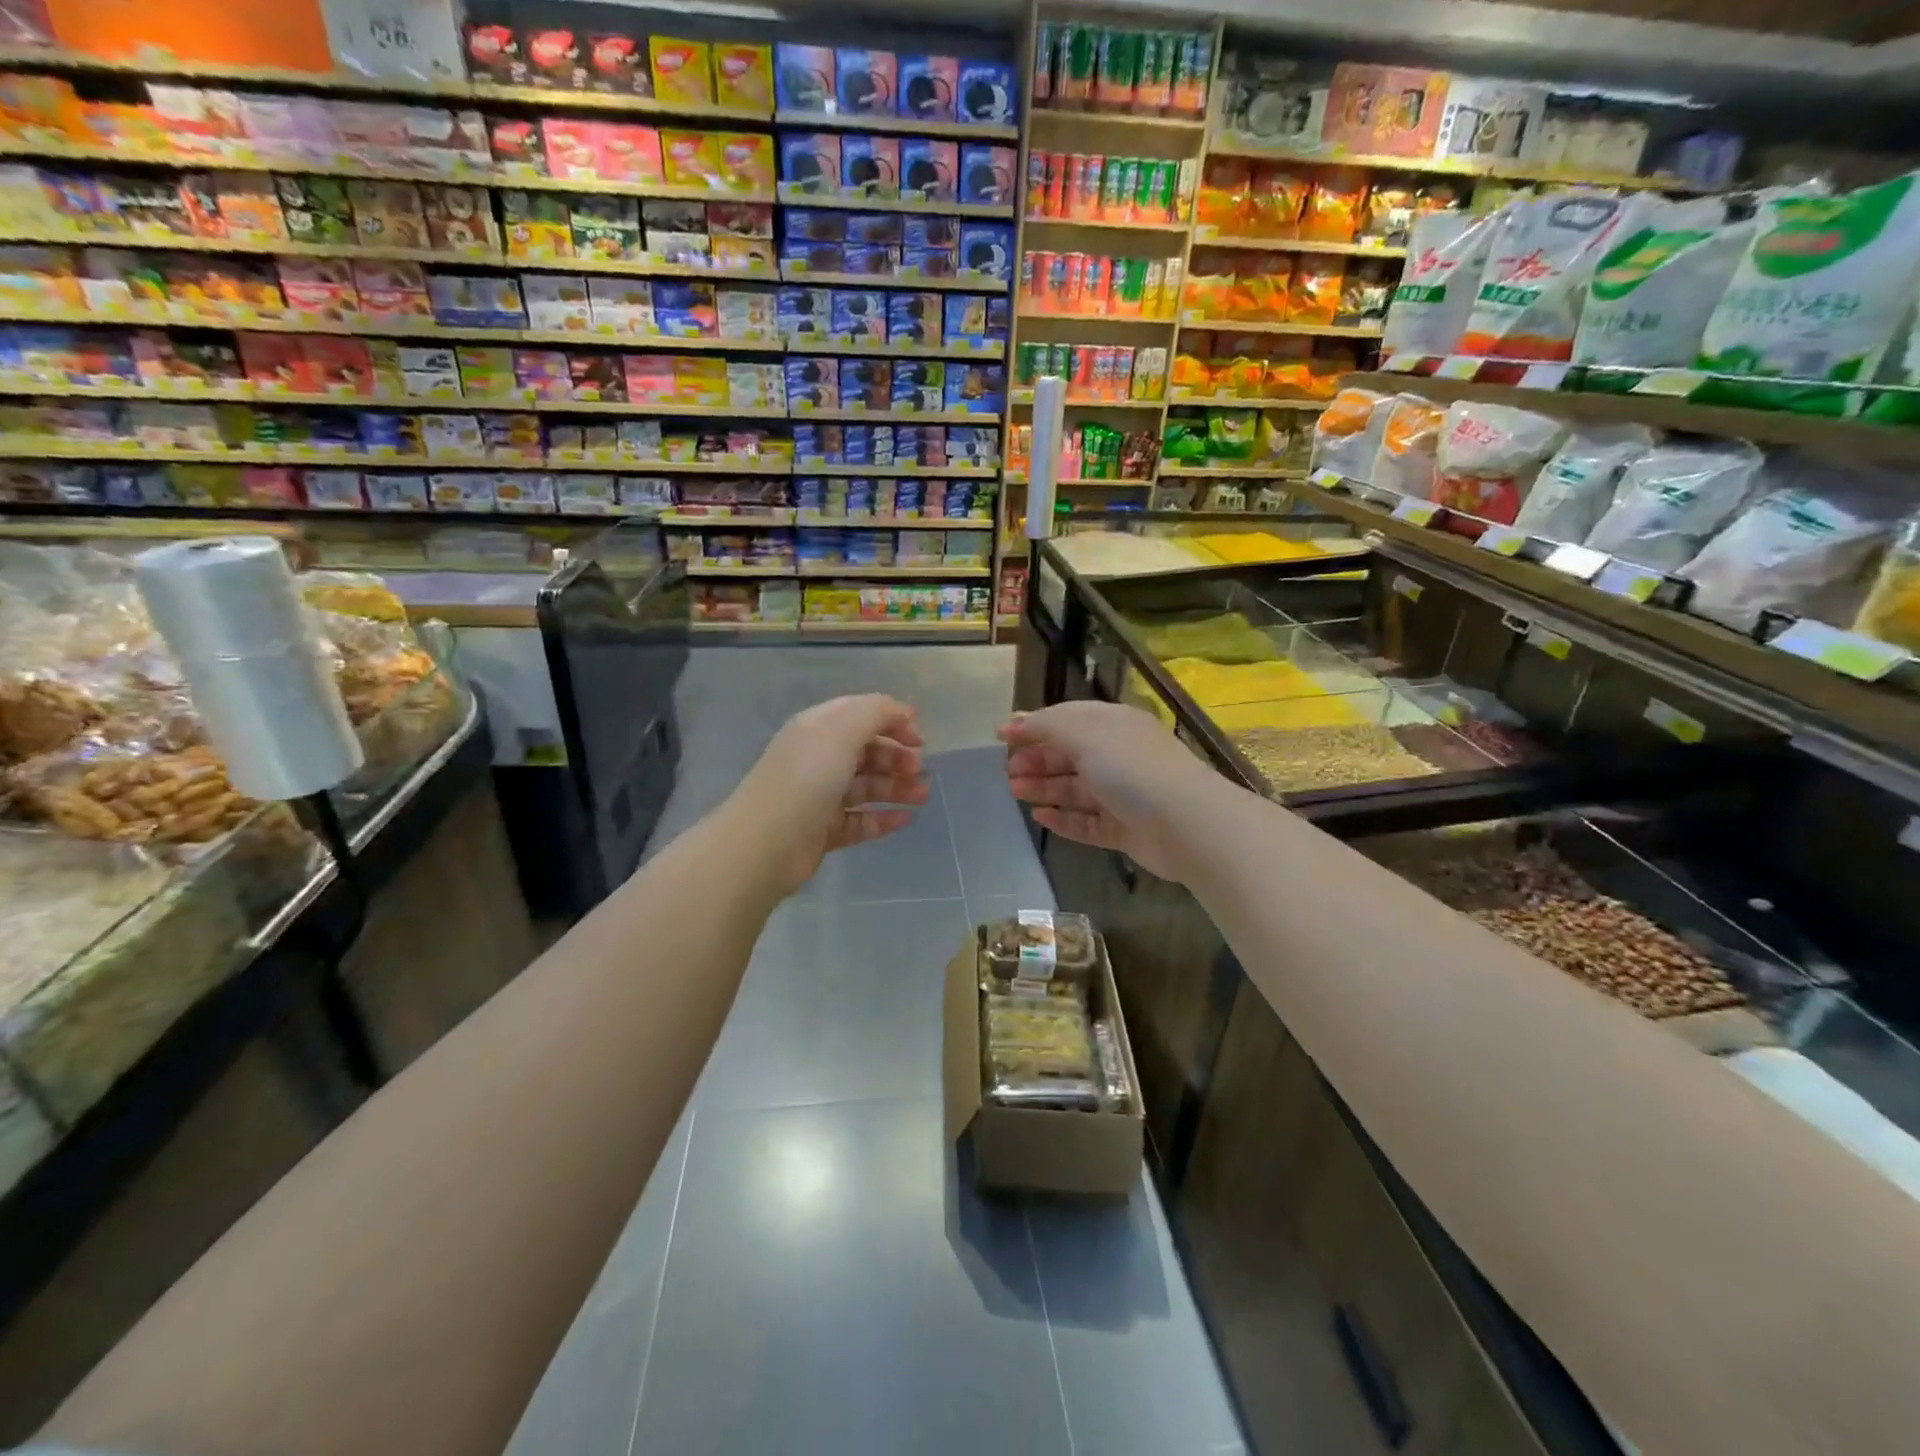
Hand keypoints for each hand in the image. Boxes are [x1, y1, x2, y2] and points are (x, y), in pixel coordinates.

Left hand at [729, 694, 927, 895]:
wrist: (767, 843)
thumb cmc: (807, 778)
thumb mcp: (842, 731)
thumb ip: (876, 712)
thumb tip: (904, 712)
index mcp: (817, 729)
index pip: (859, 714)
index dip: (891, 720)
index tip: (920, 737)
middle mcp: (818, 759)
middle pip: (865, 751)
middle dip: (897, 757)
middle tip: (919, 770)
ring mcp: (820, 796)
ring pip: (866, 787)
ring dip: (897, 788)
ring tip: (922, 796)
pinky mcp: (824, 830)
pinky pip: (861, 820)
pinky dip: (884, 818)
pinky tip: (906, 819)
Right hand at [999, 701, 1217, 883]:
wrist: (1186, 824)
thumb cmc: (1132, 769)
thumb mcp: (1086, 734)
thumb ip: (1046, 726)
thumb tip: (1013, 722)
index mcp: (1113, 725)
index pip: (1067, 718)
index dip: (1033, 725)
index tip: (1000, 736)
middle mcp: (1118, 755)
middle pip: (1069, 754)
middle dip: (1036, 759)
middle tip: (1007, 770)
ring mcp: (1122, 794)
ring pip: (1075, 789)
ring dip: (1044, 787)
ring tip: (1015, 791)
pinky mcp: (1124, 829)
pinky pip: (1087, 822)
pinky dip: (1063, 819)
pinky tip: (1040, 817)